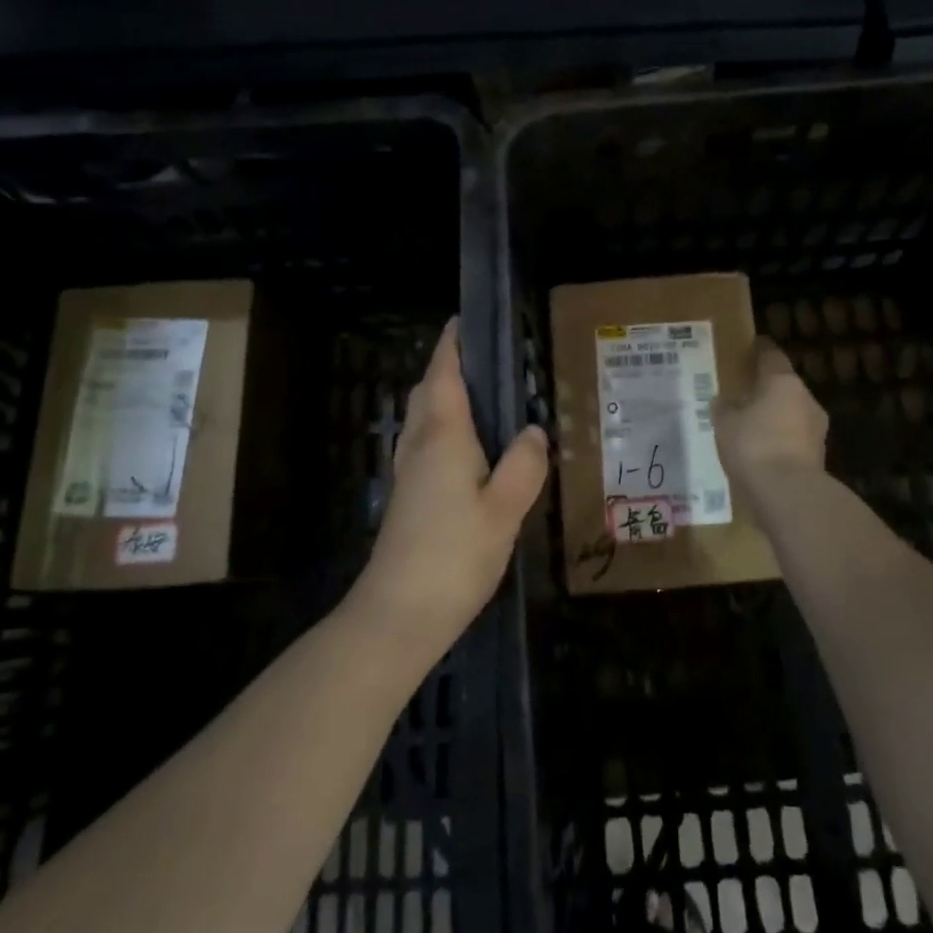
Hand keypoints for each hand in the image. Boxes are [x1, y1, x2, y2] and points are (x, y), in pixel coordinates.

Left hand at [348, 318, 549, 658]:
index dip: (452, 345)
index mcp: (443, 437)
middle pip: (429, 391)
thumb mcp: (505, 510)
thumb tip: (533, 430)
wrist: (399, 613)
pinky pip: (425, 443)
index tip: (465, 320)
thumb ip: (524, 465)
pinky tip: (469, 448)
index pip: (444, 375)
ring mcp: (408, 472)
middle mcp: (419, 445)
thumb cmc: (455, 555)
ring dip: (443, 396)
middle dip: (448, 367)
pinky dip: (444, 427)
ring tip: (482, 396)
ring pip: (423, 418)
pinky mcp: (408, 497)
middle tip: (485, 358)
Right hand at [716, 338, 828, 501]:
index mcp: (783, 382)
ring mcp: (817, 428)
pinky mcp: (818, 455)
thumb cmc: (753, 445)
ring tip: (752, 426)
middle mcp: (806, 398)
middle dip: (767, 389)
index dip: (761, 350)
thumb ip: (725, 408)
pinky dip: (780, 440)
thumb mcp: (725, 424)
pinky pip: (794, 439)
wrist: (788, 492)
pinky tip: (763, 451)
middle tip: (746, 393)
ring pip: (792, 414)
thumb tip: (725, 401)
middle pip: (785, 386)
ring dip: (775, 417)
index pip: (772, 356)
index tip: (753, 345)